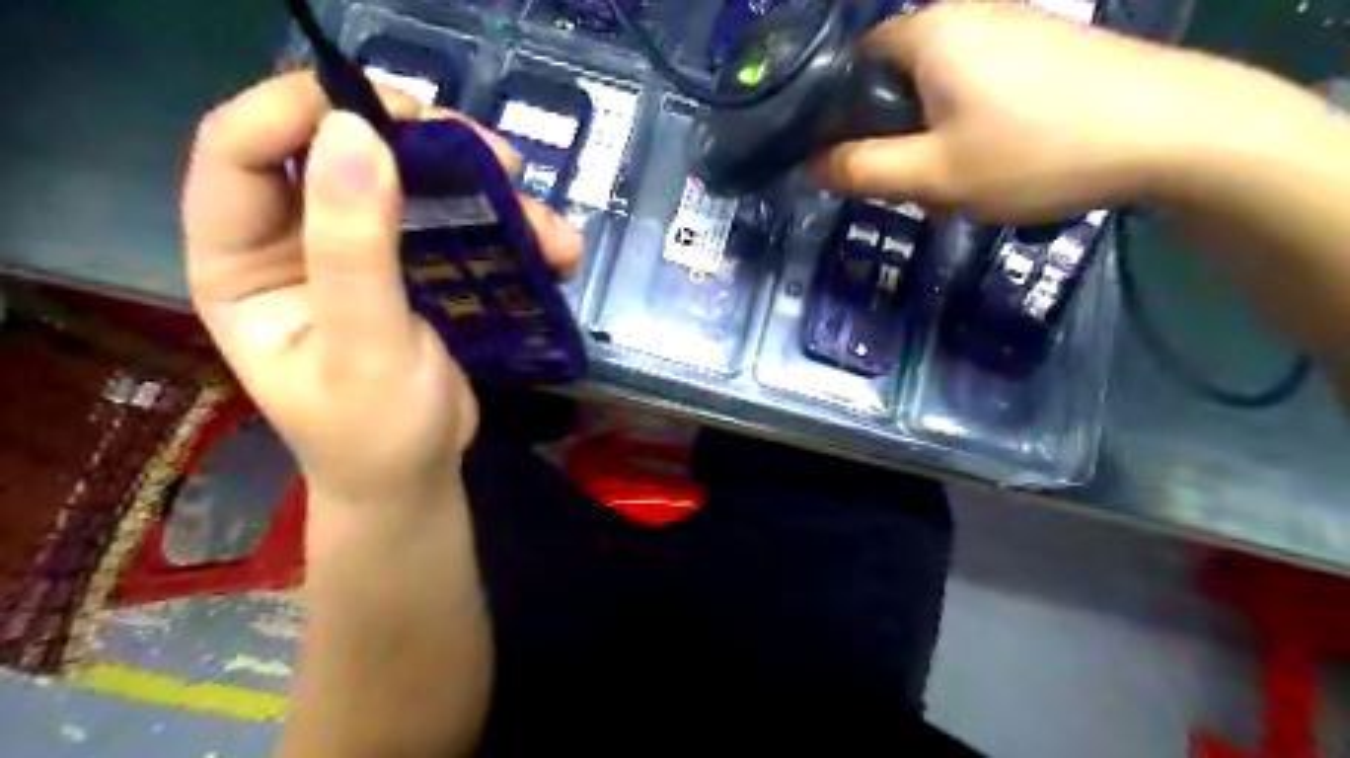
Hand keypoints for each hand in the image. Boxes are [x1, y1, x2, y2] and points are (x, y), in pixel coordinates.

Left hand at [180, 71, 584, 509]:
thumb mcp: (364, 347)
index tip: (393, 111)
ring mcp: (360, 249)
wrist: (418, 475)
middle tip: (496, 159)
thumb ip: (352, 248)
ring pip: (413, 182)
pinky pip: (456, 223)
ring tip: (546, 226)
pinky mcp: (414, 266)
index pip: (242, 150)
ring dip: (486, 192)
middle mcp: (294, 240)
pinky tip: (554, 253)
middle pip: (341, 149)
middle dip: (425, 145)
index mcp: (242, 260)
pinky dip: (510, 230)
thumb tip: (353, 131)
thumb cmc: (376, 430)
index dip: (303, 109)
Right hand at [811, 0, 1265, 221]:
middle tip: (914, 186)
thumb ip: (861, 170)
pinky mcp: (1046, 47)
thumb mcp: (932, 175)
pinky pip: (981, 87)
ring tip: (960, 184)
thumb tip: (810, 165)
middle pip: (897, 78)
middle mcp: (967, 12)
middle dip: (894, 136)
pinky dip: (972, 127)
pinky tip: (999, 162)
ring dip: (934, 139)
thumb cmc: (1033, 152)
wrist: (1172, 132)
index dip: (841, 114)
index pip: (854, 62)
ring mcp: (1013, 25)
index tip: (850, 162)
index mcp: (930, 31)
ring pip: (940, 89)